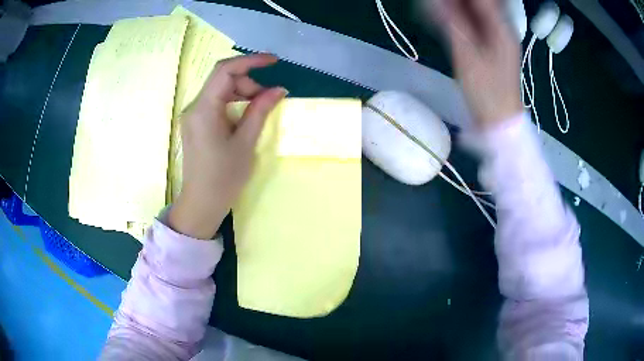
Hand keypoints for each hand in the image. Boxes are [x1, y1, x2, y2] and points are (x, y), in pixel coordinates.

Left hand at [169, 54, 286, 239]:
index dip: (251, 60)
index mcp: (204, 109)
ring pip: (220, 89)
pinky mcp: (196, 123)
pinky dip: (233, 102)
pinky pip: (216, 102)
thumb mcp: (246, 143)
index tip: (274, 61)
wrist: (201, 204)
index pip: (225, 70)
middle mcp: (194, 107)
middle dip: (248, 82)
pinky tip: (245, 114)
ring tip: (259, 108)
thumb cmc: (224, 178)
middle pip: (222, 79)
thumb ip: (260, 111)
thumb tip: (279, 89)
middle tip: (268, 98)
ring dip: (242, 92)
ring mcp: (193, 115)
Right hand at [431, 0, 521, 127]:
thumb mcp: (466, 55)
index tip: (442, 1)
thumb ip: (452, 22)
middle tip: (441, 5)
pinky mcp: (494, 45)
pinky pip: (479, 22)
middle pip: (483, 3)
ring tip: (441, 9)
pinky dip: (463, 17)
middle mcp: (503, 27)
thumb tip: (435, 2)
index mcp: (500, 28)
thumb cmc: (486, 90)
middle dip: (460, 2)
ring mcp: (500, 36)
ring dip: (460, 7)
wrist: (500, 120)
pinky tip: (449, 18)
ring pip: (480, 11)